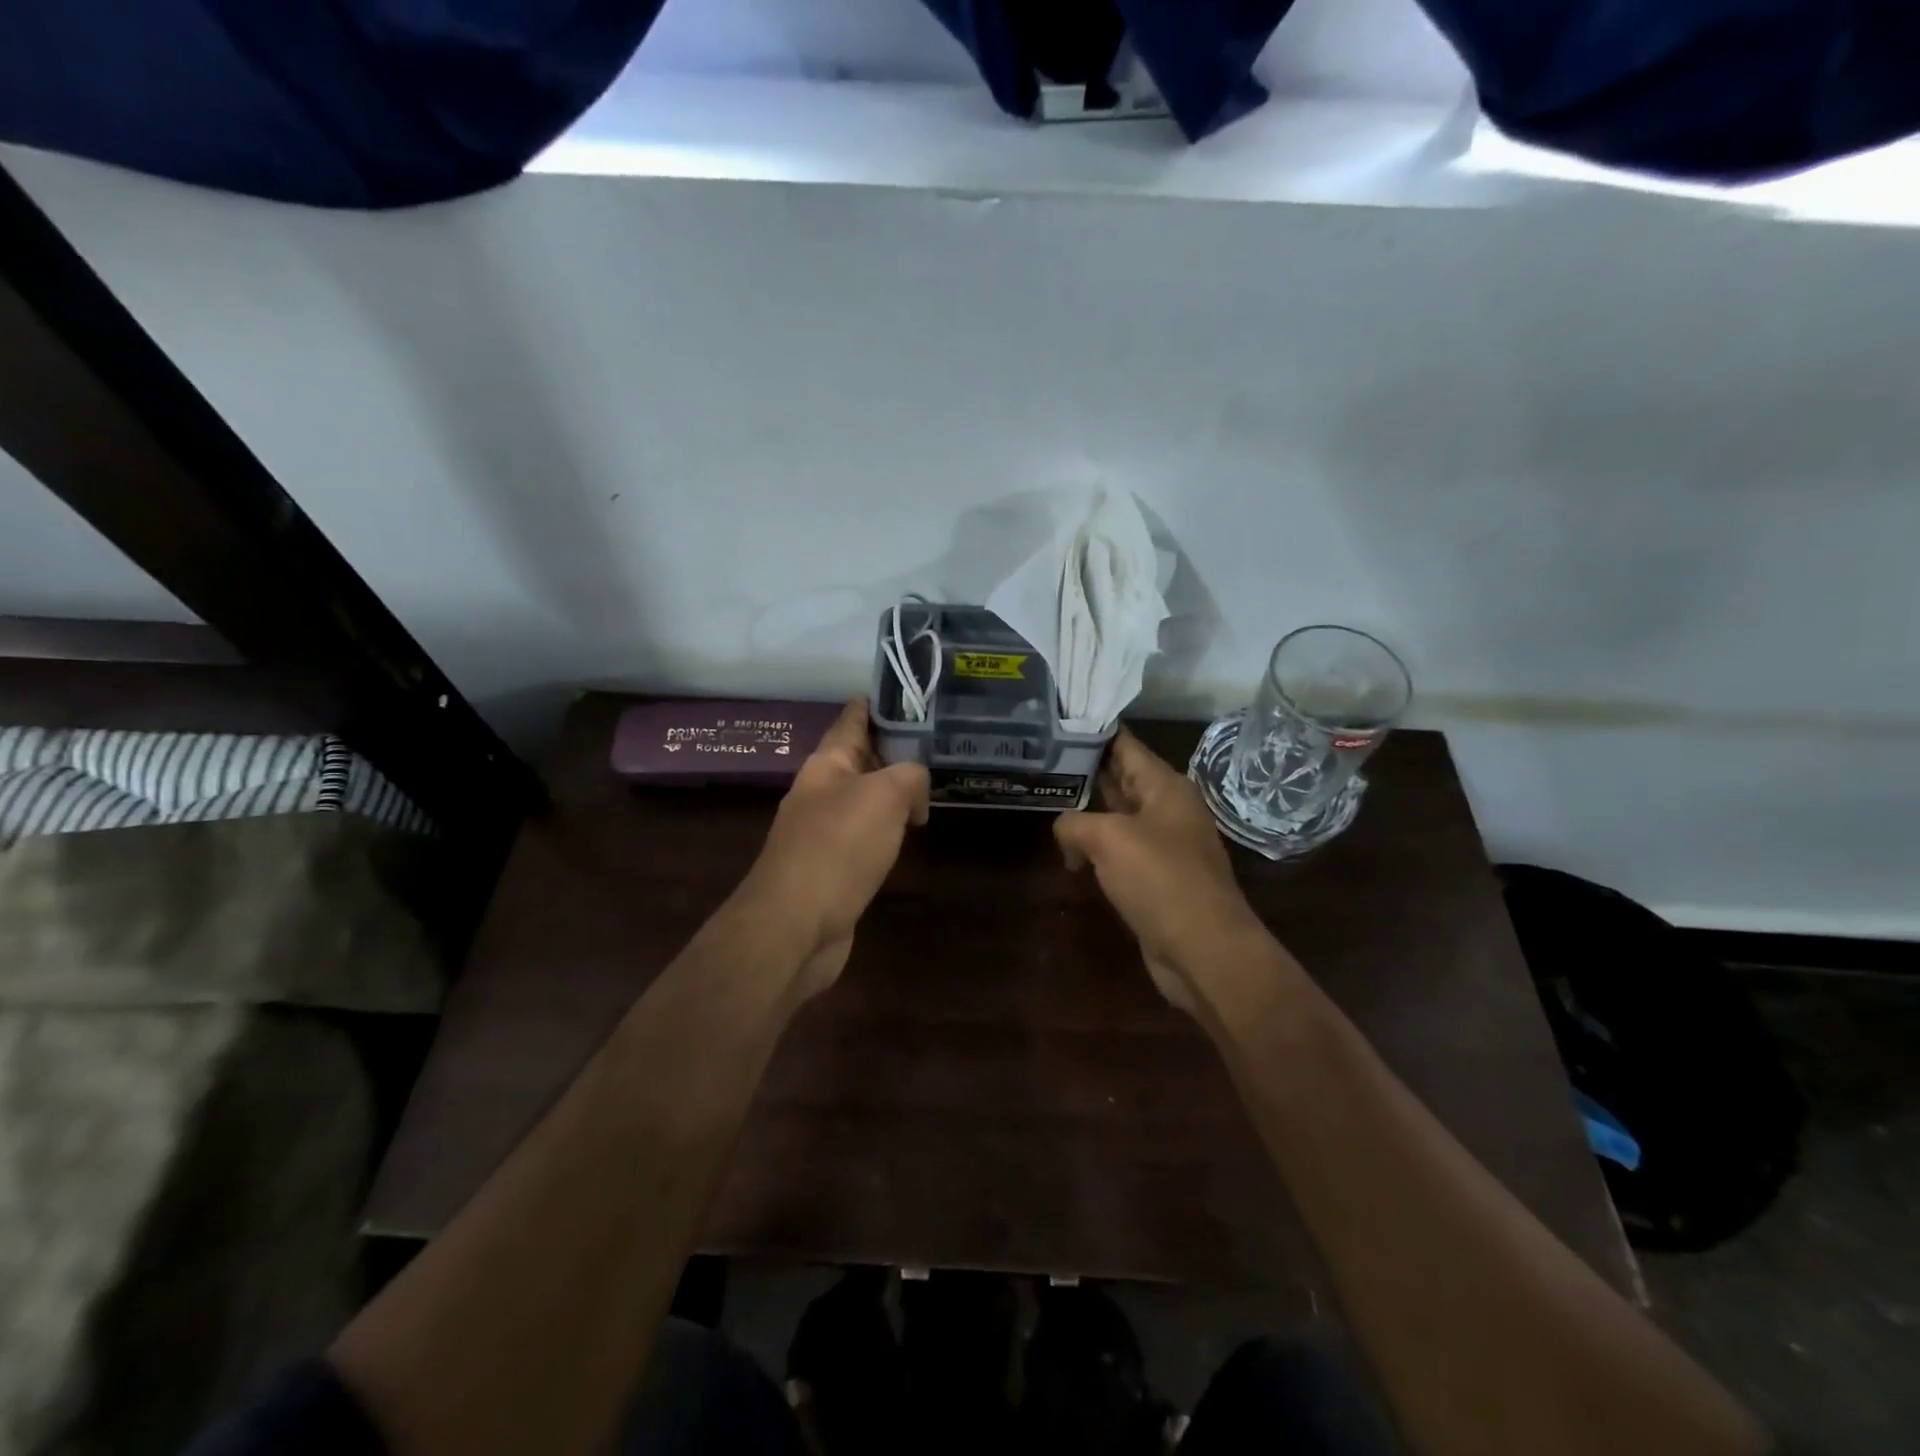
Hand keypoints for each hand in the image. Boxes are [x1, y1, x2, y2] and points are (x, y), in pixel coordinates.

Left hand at [744, 698, 929, 995]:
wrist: (796, 924)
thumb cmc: (838, 847)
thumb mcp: (884, 795)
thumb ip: (909, 776)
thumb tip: (915, 792)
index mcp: (827, 765)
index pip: (853, 719)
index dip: (877, 702)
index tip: (905, 690)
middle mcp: (822, 792)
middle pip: (861, 759)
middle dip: (893, 748)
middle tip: (934, 740)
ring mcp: (824, 832)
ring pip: (865, 799)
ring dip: (892, 791)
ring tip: (929, 785)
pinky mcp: (833, 868)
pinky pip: (866, 835)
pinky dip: (888, 828)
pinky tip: (908, 832)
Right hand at [1054, 729, 1265, 1013]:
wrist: (1203, 949)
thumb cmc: (1161, 880)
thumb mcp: (1109, 839)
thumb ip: (1075, 823)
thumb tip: (1065, 832)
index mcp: (1165, 787)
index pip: (1125, 745)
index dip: (1094, 731)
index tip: (1059, 721)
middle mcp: (1166, 809)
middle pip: (1121, 778)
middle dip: (1086, 769)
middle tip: (1043, 756)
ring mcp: (1162, 844)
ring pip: (1118, 816)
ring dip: (1088, 810)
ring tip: (1047, 797)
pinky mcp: (1155, 877)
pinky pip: (1119, 850)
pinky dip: (1095, 846)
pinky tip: (1068, 850)